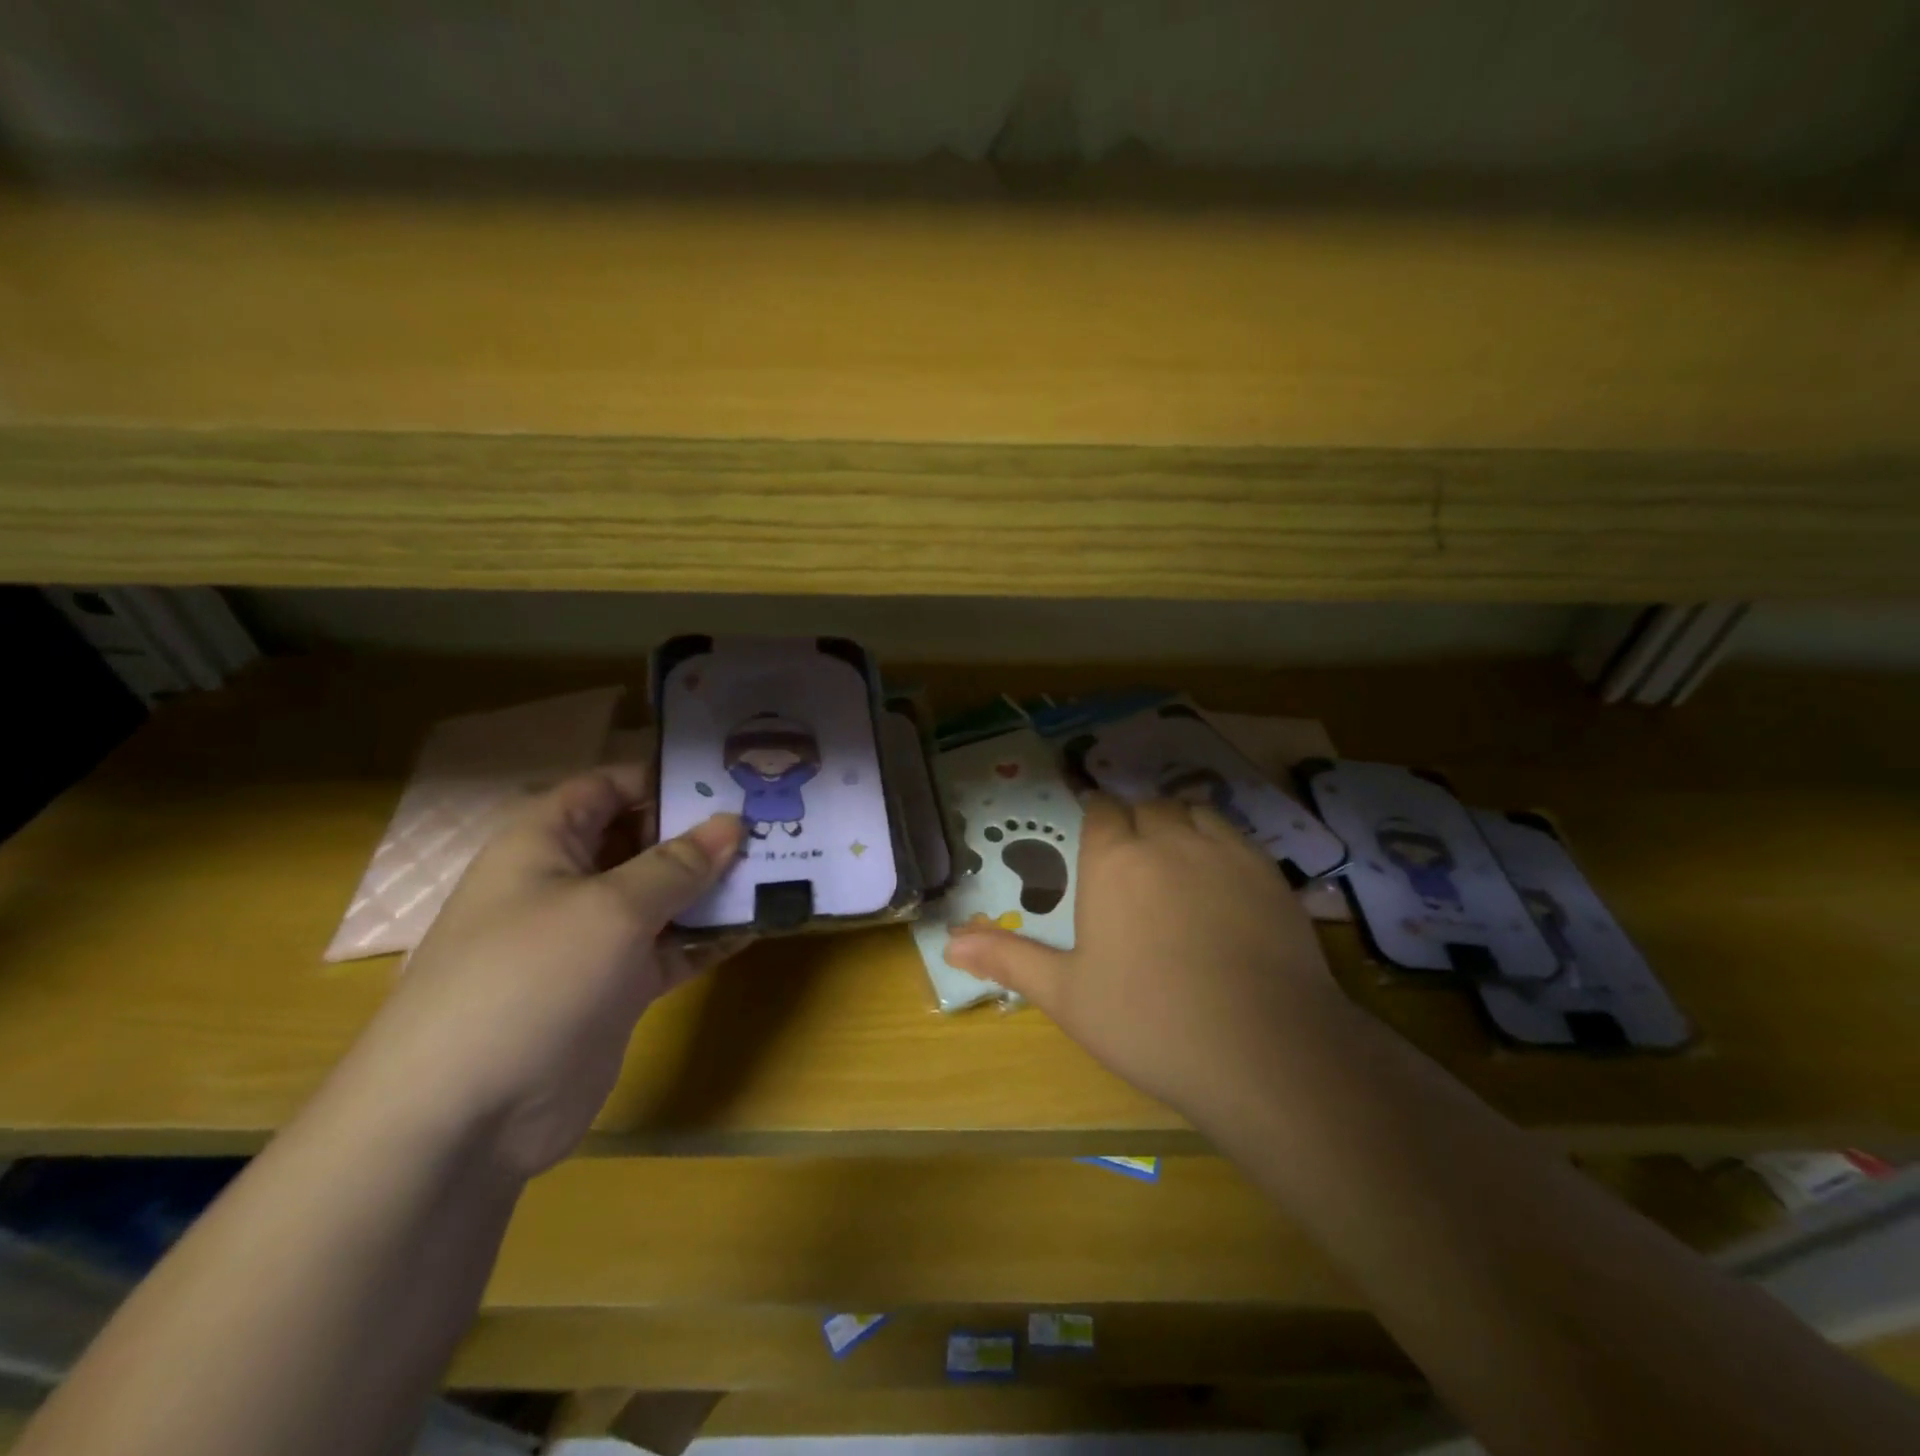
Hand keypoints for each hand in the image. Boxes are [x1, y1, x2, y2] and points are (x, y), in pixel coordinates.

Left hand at [347, 767, 743, 1178]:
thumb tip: (732, 823)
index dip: (664, 779)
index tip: (730, 780)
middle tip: (771, 822)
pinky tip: (759, 924)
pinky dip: (709, 936)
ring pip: (664, 896)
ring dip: (715, 885)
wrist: (465, 1118)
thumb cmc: (530, 979)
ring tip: (780, 868)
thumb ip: (678, 864)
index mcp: (546, 843)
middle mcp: (570, 882)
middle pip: (644, 840)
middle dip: (703, 833)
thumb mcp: (612, 908)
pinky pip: (671, 947)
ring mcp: (594, 938)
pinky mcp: (616, 986)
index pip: (609, 787)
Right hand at [944, 795, 1345, 1121]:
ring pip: (1192, 811)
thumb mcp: (1066, 995)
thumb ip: (1008, 960)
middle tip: (1131, 855)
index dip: (1096, 817)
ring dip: (1176, 821)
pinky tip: (1219, 874)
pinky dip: (1218, 839)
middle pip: (1146, 807)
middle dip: (1134, 820)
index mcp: (1113, 861)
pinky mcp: (1269, 873)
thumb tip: (948, 942)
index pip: (1101, 812)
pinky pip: (1234, 834)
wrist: (1261, 1049)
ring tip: (1173, 853)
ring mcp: (1223, 852)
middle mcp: (1166, 839)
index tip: (1095, 834)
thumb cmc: (1148, 1021)